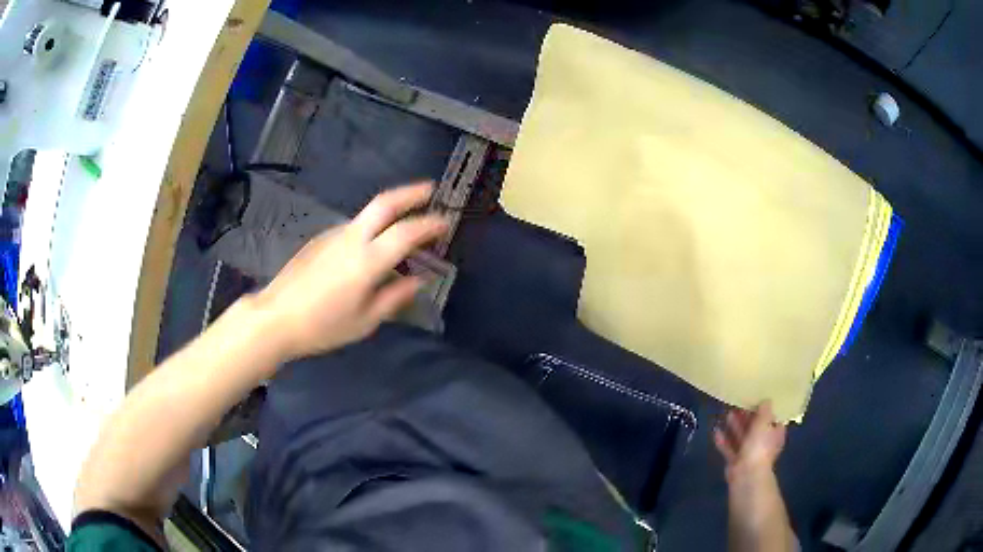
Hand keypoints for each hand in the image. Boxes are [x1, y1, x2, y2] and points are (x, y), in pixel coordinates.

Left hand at [253, 183, 447, 362]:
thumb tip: (417, 281)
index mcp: (366, 261)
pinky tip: (370, 249)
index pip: (406, 232)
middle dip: (411, 192)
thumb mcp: (365, 321)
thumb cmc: (323, 326)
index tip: (445, 221)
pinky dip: (370, 229)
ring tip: (403, 229)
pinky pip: (352, 228)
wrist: (275, 318)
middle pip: (384, 203)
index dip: (429, 224)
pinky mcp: (319, 239)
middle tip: (430, 189)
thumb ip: (394, 297)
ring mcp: (332, 235)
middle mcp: (351, 238)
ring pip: (367, 215)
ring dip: (390, 213)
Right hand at [713, 401, 786, 481]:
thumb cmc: (759, 446)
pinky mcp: (736, 461)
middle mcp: (764, 443)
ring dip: (735, 426)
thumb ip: (764, 410)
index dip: (767, 409)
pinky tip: (716, 431)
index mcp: (775, 433)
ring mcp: (749, 453)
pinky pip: (730, 448)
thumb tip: (767, 400)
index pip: (773, 418)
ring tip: (726, 413)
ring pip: (742, 437)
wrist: (746, 475)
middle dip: (747, 416)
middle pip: (756, 427)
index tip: (758, 397)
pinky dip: (724, 441)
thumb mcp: (764, 422)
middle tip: (738, 403)